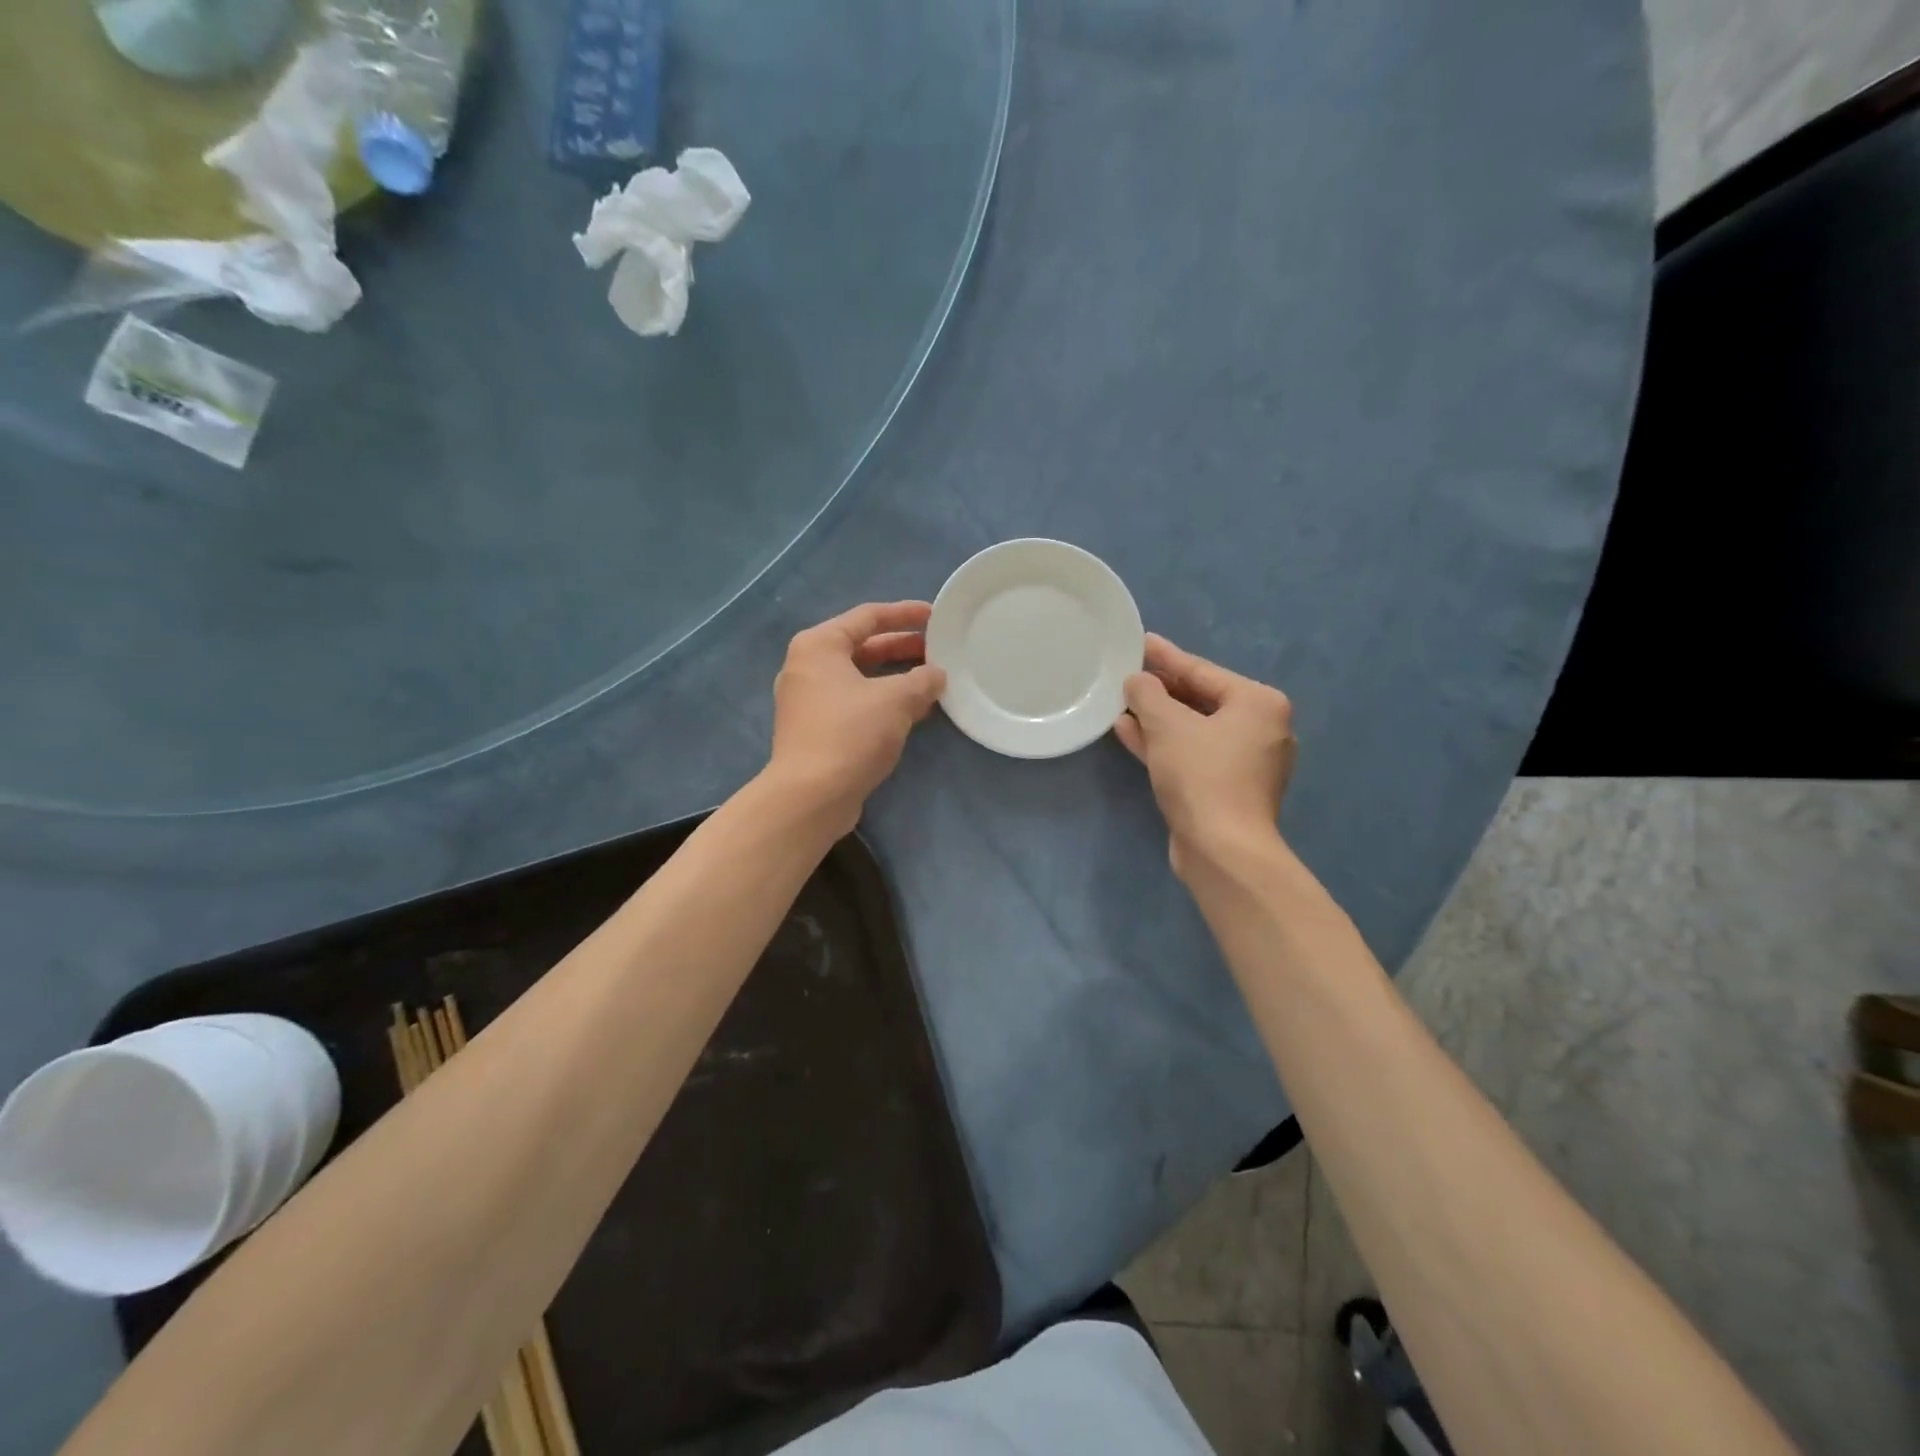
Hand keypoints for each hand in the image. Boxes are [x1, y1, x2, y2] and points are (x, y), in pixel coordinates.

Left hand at [768, 601, 946, 827]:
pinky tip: (914, 711)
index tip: (936, 617)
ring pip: (860, 678)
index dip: (905, 614)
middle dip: (903, 648)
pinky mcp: (816, 729)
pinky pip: (855, 703)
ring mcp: (809, 700)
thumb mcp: (896, 700)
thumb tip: (936, 675)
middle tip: (939, 651)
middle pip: (863, 647)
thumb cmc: (851, 733)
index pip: (868, 616)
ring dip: (896, 678)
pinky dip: (883, 701)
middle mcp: (808, 666)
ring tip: (933, 681)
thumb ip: (922, 680)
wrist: (811, 796)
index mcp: (819, 645)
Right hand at [1114, 634, 1296, 875]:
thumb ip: (1148, 694)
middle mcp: (1261, 729)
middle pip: (1201, 699)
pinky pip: (1193, 755)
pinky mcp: (1229, 789)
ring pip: (1194, 730)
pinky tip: (1130, 733)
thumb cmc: (1201, 775)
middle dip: (1161, 690)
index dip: (1166, 658)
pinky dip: (1165, 745)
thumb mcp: (1167, 725)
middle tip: (1128, 674)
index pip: (1203, 671)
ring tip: (1121, 704)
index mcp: (1259, 703)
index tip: (1141, 643)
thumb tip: (1137, 680)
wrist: (1223, 849)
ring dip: (1157, 719)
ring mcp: (1247, 763)